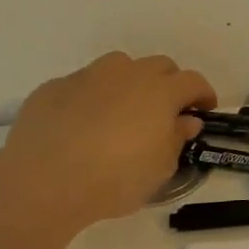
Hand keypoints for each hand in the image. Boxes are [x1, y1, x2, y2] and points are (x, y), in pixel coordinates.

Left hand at [4, 52, 216, 227]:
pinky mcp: (53, 88)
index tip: (204, 110)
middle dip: (168, 83)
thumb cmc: (116, 178)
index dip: (203, 94)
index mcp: (161, 92)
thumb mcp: (160, 168)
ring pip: (118, 66)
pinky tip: (81, 124)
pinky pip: (81, 84)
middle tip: (165, 110)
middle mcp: (127, 74)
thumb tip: (186, 121)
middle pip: (159, 65)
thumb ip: (177, 138)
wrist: (44, 182)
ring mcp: (87, 77)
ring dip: (128, 82)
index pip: (193, 81)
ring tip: (122, 110)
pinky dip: (90, 97)